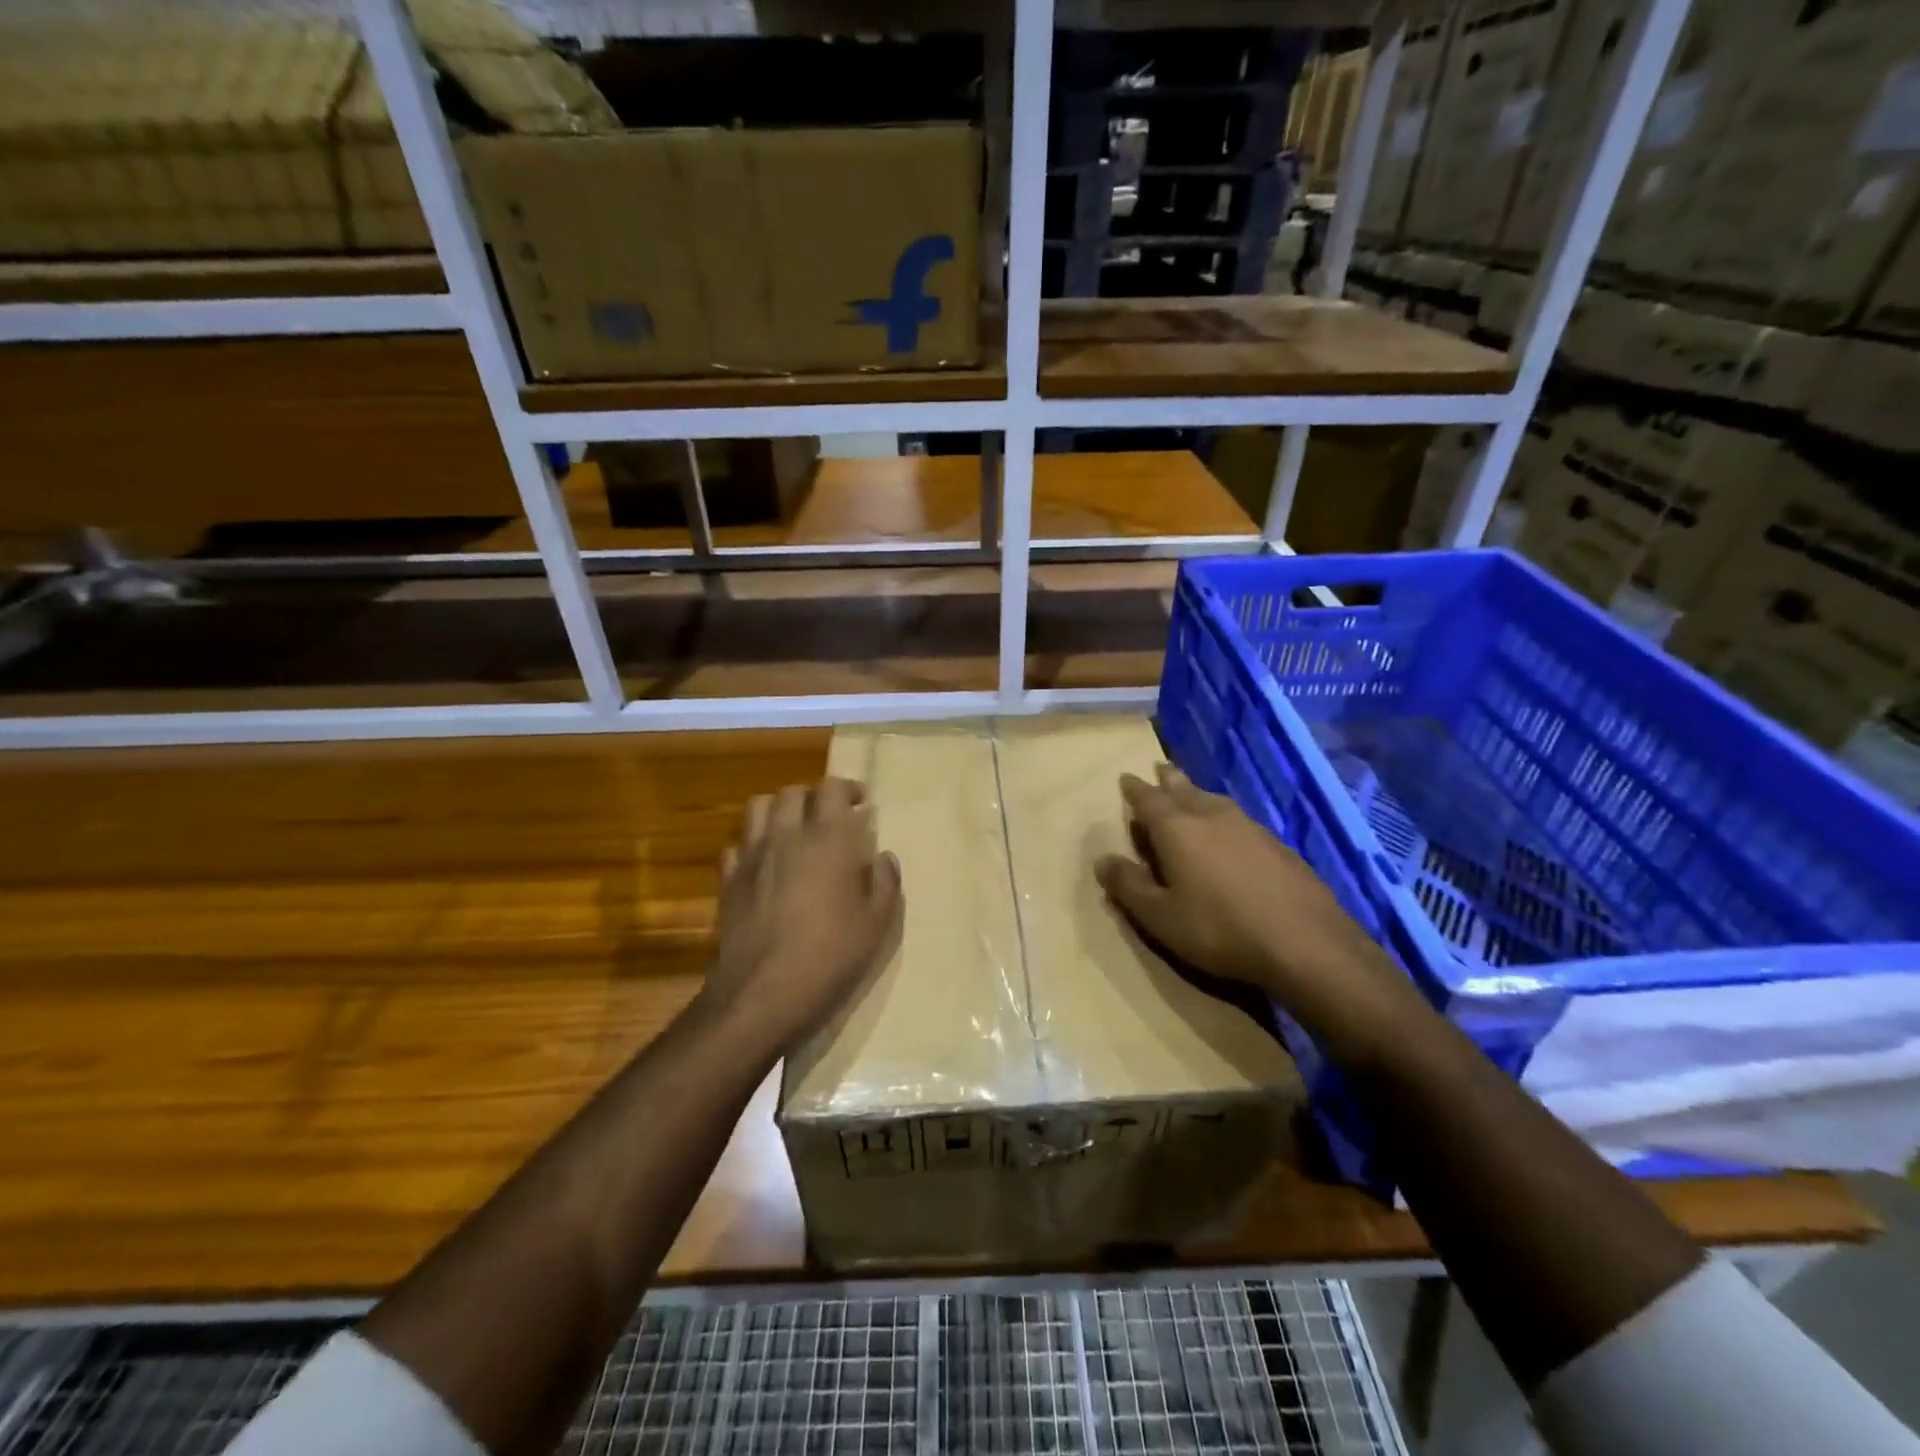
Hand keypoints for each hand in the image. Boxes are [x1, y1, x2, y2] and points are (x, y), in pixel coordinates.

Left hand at [702, 778, 903, 1053]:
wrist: (762, 993)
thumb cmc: (830, 956)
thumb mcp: (876, 925)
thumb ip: (885, 883)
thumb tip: (884, 857)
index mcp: (827, 840)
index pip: (832, 788)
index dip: (848, 788)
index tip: (862, 803)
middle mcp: (786, 836)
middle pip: (792, 792)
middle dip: (813, 796)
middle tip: (829, 816)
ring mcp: (751, 857)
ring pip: (758, 808)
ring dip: (778, 810)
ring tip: (794, 829)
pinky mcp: (728, 881)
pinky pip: (737, 846)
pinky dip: (752, 845)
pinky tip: (765, 864)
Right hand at [1094, 764, 1419, 1051]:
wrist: (1305, 942)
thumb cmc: (1219, 929)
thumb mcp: (1160, 916)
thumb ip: (1129, 886)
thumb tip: (1102, 859)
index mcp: (1178, 829)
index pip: (1149, 799)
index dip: (1135, 789)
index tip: (1126, 778)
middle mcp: (1212, 816)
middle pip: (1185, 790)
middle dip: (1169, 780)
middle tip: (1160, 768)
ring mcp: (1249, 827)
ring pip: (1214, 801)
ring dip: (1197, 794)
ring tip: (1190, 793)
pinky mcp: (1277, 845)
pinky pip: (1239, 818)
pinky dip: (1223, 816)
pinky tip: (1229, 831)